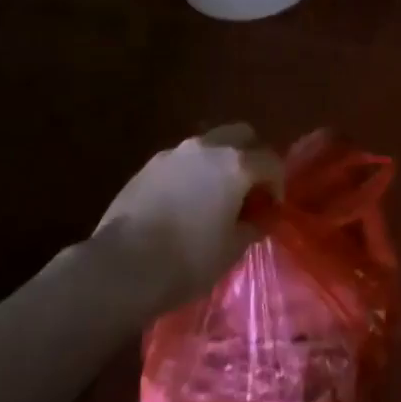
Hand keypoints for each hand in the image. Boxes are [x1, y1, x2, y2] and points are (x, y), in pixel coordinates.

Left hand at [90, 124, 282, 313]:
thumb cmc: (188, 259)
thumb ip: (255, 225)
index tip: (271, 208)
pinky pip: (182, 160)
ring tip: (214, 195)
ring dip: (219, 162)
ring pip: (209, 144)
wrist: (122, 266)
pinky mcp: (148, 165)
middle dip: (251, 155)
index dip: (277, 184)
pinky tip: (184, 201)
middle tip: (248, 188)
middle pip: (241, 135)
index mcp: (236, 164)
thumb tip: (263, 216)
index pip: (271, 161)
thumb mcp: (233, 248)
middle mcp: (208, 147)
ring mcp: (174, 153)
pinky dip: (192, 172)